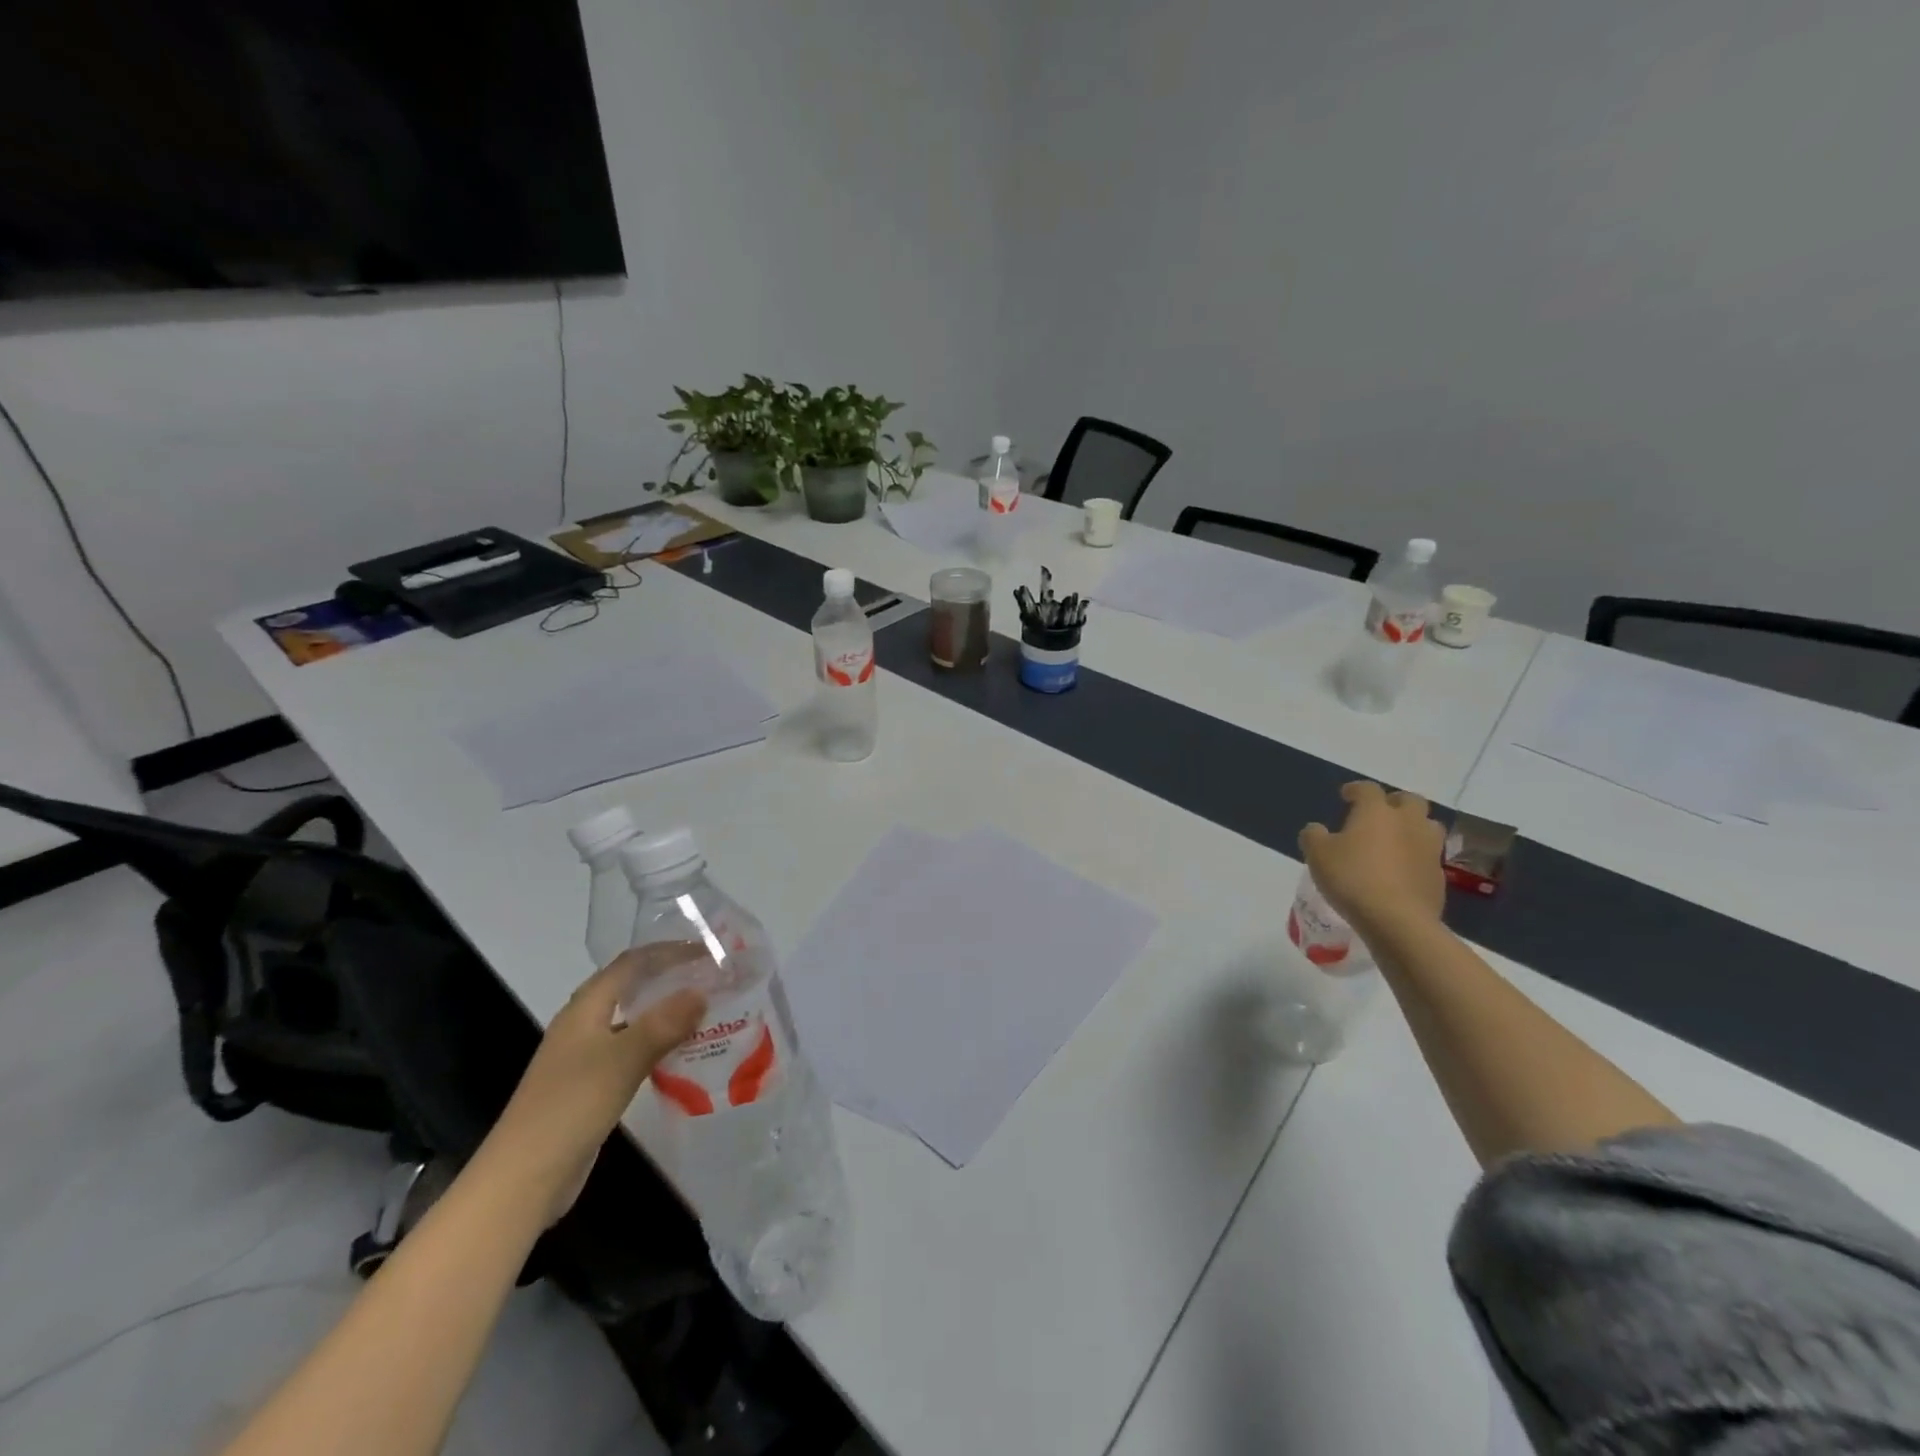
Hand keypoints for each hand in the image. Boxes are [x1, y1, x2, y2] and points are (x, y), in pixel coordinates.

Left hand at [480, 946, 705, 1221]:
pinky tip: (683, 1054)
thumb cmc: (570, 1107)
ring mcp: (584, 1058)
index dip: (668, 951)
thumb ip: (663, 1024)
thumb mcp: (622, 1060)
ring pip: (633, 1021)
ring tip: (707, 1011)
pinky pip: (632, 1051)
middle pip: (631, 988)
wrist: (523, 1179)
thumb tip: (701, 992)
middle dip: (670, 978)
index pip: (631, 963)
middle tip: (712, 978)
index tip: (707, 951)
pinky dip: (658, 1044)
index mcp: (585, 1009)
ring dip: (666, 1012)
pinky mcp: (591, 1087)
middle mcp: (583, 1026)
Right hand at [1298, 781, 1446, 934]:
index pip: (1368, 789)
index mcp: (1376, 812)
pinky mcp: (1438, 875)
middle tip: (1379, 812)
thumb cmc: (1352, 878)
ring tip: (1396, 839)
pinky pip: (1428, 856)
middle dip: (1394, 802)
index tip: (1346, 796)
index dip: (1355, 789)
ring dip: (1413, 826)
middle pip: (1410, 800)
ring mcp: (1428, 849)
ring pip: (1427, 826)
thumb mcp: (1317, 855)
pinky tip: (1401, 870)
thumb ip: (1313, 836)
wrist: (1397, 920)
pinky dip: (1416, 856)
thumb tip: (1316, 829)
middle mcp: (1407, 822)